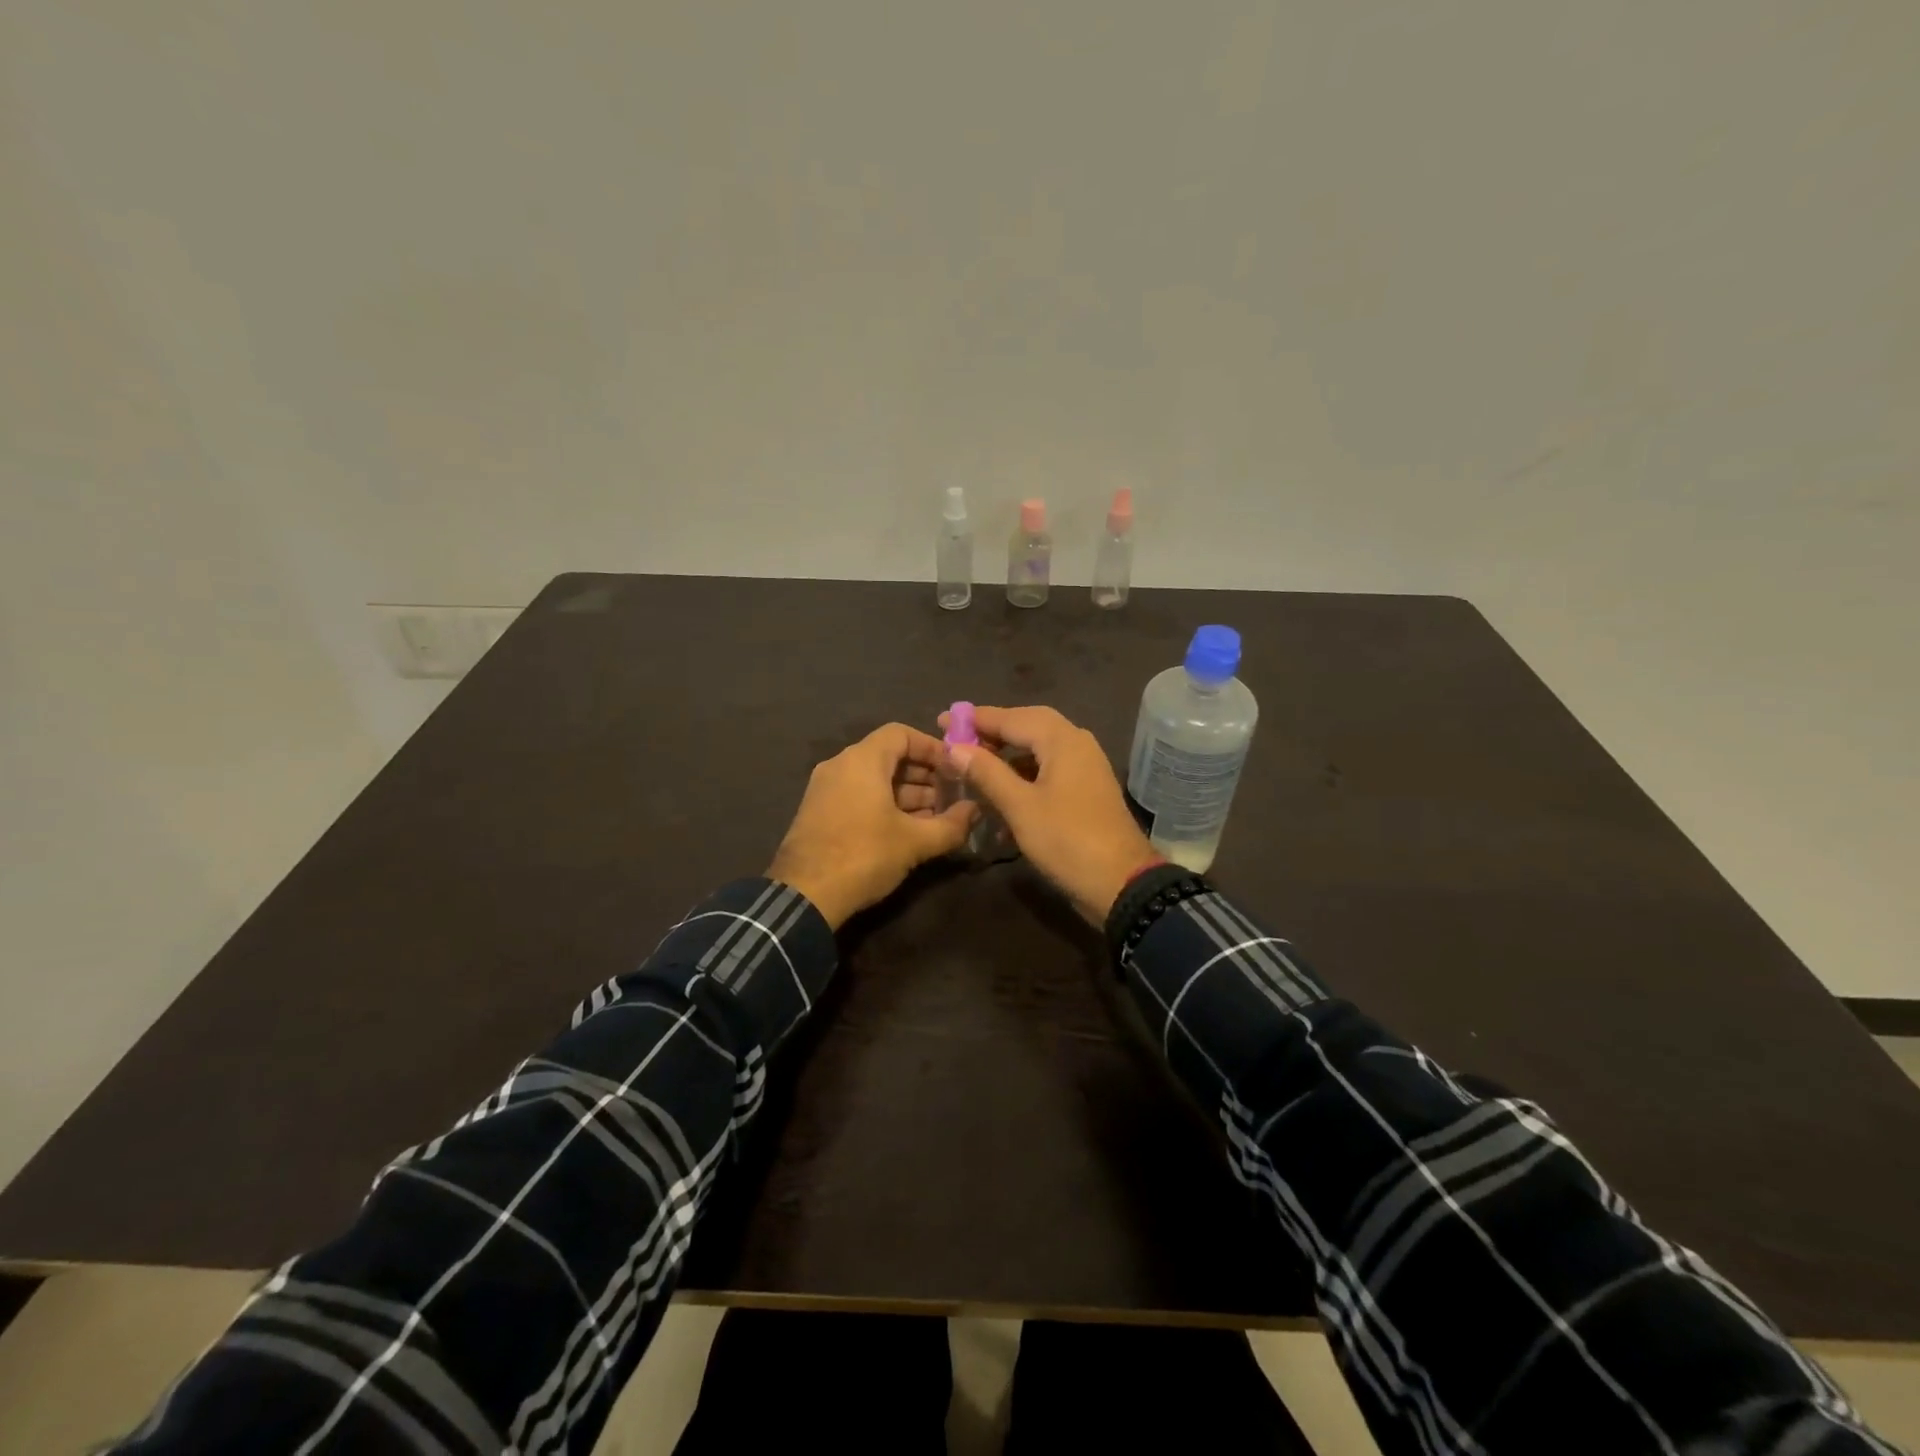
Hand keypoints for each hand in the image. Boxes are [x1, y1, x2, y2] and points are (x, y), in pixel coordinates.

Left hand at [768, 723, 977, 928]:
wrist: (804, 897)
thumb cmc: (863, 856)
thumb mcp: (914, 842)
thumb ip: (950, 824)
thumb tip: (975, 811)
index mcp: (861, 760)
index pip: (901, 734)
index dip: (932, 747)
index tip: (955, 768)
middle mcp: (840, 766)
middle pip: (888, 756)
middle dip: (924, 775)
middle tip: (951, 797)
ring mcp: (826, 789)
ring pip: (874, 779)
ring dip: (907, 794)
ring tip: (936, 818)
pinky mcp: (819, 812)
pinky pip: (859, 796)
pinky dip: (885, 805)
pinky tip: (908, 830)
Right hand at [940, 705, 1157, 924]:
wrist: (1121, 883)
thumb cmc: (1066, 840)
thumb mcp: (1020, 806)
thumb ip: (987, 772)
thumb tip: (955, 747)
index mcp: (1062, 740)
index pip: (1011, 717)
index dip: (975, 719)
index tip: (943, 720)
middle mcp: (1076, 743)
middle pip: (1028, 727)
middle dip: (992, 733)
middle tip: (958, 740)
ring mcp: (1085, 766)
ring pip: (1039, 750)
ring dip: (1007, 757)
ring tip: (974, 767)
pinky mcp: (1086, 789)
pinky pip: (1049, 770)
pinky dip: (1024, 778)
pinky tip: (1001, 798)